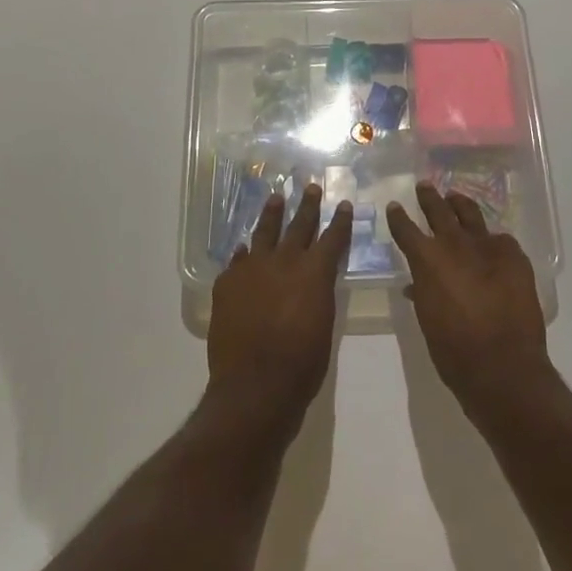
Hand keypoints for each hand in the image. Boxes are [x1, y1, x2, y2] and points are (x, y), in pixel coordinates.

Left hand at [208, 184, 352, 436]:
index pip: (332, 237)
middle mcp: (283, 261)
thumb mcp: (323, 323)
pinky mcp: (227, 283)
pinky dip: (244, 253)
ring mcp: (251, 269)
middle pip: (298, 225)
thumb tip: (314, 279)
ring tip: (275, 197)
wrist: (255, 384)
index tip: (344, 204)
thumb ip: (319, 293)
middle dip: (307, 205)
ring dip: (271, 214)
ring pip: (263, 233)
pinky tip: (244, 247)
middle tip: (310, 186)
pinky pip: (238, 260)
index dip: (340, 221)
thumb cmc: (302, 362)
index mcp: (314, 272)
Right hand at [387, 182, 550, 417]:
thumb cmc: (454, 350)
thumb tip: (418, 285)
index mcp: (427, 260)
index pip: (406, 228)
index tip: (395, 206)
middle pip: (438, 210)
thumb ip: (423, 293)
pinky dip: (492, 240)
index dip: (398, 217)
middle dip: (429, 198)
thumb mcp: (428, 320)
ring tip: (455, 197)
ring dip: (460, 204)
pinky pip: (500, 240)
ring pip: (470, 214)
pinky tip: (492, 243)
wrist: (502, 365)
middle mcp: (454, 245)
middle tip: (425, 186)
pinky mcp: (514, 257)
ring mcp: (487, 247)